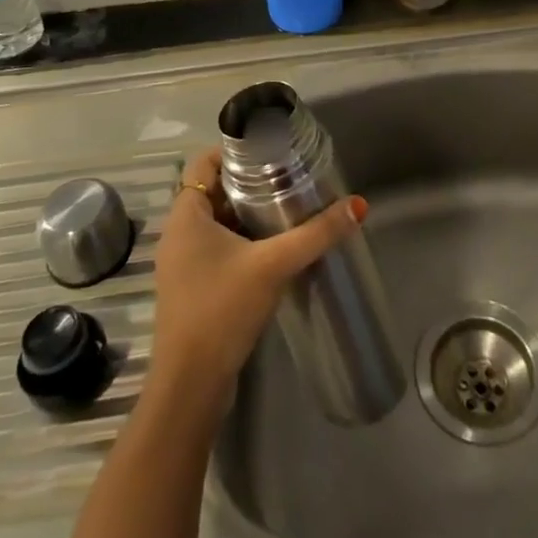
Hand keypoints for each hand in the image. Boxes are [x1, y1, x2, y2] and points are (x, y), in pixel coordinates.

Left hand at [150, 149, 365, 413]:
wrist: (190, 387)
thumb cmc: (222, 310)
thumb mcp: (274, 265)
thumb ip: (316, 234)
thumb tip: (358, 205)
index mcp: (185, 215)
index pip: (206, 161)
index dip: (236, 150)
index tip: (272, 150)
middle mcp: (179, 232)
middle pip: (215, 189)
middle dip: (251, 182)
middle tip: (290, 177)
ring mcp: (183, 262)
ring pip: (218, 221)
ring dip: (248, 213)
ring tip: (289, 207)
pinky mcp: (193, 287)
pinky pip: (218, 247)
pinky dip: (243, 240)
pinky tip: (275, 248)